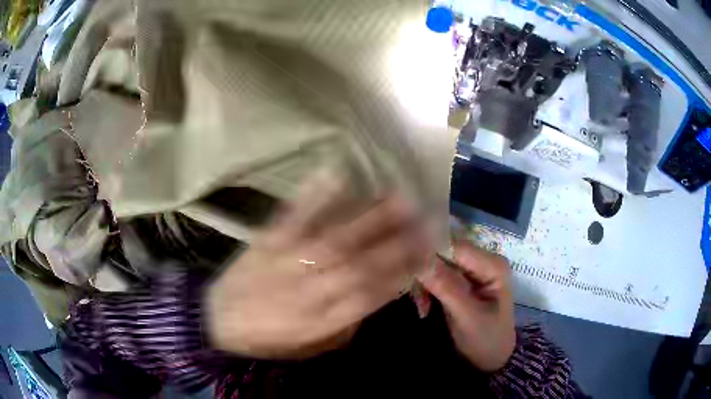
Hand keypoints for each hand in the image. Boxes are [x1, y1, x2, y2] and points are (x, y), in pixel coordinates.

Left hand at [206, 173, 431, 359]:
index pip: (374, 291)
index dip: (405, 270)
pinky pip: (294, 214)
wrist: (218, 320)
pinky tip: (336, 172)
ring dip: (370, 214)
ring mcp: (288, 258)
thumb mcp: (315, 345)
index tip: (428, 251)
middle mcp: (311, 286)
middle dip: (399, 238)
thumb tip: (380, 291)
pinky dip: (315, 192)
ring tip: (399, 194)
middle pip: (362, 261)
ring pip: (335, 235)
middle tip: (428, 216)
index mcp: (324, 317)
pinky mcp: (267, 238)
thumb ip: (349, 320)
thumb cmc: (271, 337)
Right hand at [418, 241, 515, 370]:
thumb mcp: (466, 316)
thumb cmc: (485, 339)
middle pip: (444, 252)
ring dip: (425, 283)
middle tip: (416, 298)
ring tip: (421, 307)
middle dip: (426, 272)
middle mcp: (483, 260)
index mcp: (492, 265)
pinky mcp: (461, 281)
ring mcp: (471, 270)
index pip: (455, 246)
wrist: (490, 359)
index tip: (406, 267)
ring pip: (437, 264)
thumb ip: (445, 287)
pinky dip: (427, 289)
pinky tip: (424, 306)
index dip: (429, 252)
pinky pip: (437, 275)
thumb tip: (419, 259)